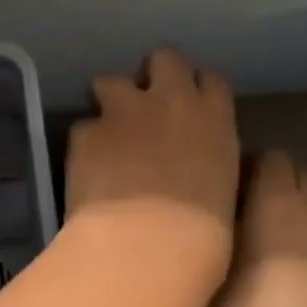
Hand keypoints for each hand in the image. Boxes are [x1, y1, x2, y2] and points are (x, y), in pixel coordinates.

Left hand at [62, 48, 239, 306]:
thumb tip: (193, 166)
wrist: (146, 247)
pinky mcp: (86, 132)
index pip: (210, 80)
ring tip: (108, 132)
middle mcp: (170, 102)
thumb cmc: (201, 237)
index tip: (189, 104)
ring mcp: (124, 112)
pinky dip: (86, 142)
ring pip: (111, 81)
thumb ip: (207, 162)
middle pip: (164, 59)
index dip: (197, 89)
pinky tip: (87, 169)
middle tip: (146, 104)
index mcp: (214, 119)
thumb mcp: (222, 191)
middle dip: (154, 74)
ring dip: (110, 100)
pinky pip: (84, 126)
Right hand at [200, 150, 306, 306]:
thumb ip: (210, 233)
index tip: (208, 190)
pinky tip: (269, 269)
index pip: (266, 157)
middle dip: (261, 183)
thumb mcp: (207, 280)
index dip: (236, 167)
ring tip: (243, 240)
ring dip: (281, 210)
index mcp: (281, 206)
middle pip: (293, 175)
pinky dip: (298, 236)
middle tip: (222, 213)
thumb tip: (206, 210)